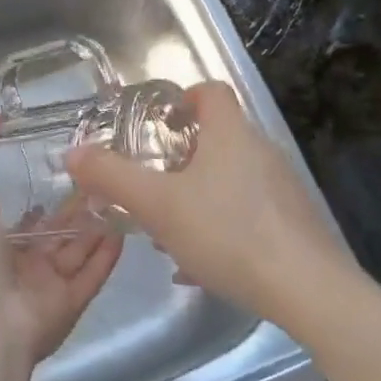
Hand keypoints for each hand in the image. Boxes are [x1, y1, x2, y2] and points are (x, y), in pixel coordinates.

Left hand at [0, 111, 123, 377]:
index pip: (21, 217)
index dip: (40, 196)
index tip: (67, 168)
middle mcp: (19, 264)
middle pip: (55, 234)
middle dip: (77, 209)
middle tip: (106, 179)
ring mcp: (45, 287)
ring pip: (76, 252)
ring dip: (96, 228)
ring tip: (122, 196)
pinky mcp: (69, 305)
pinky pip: (92, 276)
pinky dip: (107, 256)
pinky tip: (125, 230)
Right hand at [66, 82, 362, 329]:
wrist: (308, 290)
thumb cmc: (227, 232)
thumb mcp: (157, 205)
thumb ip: (112, 177)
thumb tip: (73, 152)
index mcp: (231, 133)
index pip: (211, 91)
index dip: (183, 98)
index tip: (159, 122)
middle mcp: (261, 150)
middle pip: (219, 137)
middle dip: (182, 157)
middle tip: (153, 182)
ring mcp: (282, 187)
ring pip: (231, 179)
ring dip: (199, 195)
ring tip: (170, 229)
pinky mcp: (294, 222)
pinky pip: (248, 212)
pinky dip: (221, 225)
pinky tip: (201, 263)